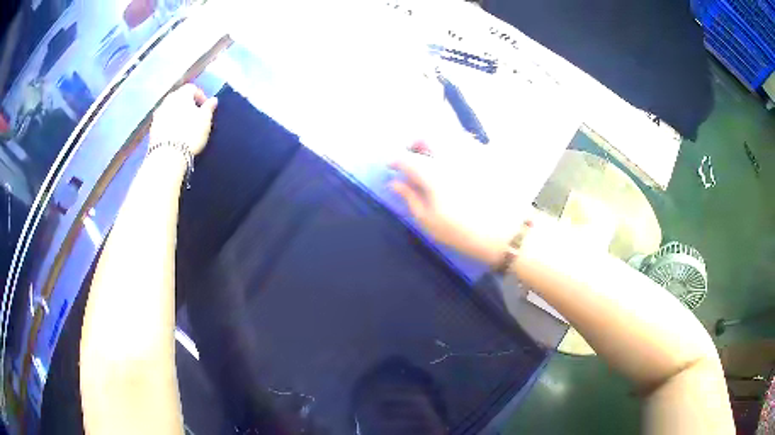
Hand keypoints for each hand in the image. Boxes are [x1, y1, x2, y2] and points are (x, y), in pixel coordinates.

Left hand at [150, 84, 217, 155]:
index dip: (201, 96)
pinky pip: (163, 121)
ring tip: (184, 127)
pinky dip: (169, 124)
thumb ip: (209, 107)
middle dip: (187, 105)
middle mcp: (168, 100)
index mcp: (181, 94)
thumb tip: (213, 99)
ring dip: (177, 115)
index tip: (206, 108)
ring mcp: (157, 114)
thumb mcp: (205, 120)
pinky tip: (175, 135)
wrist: (167, 157)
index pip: (192, 88)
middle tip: (195, 117)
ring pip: (170, 109)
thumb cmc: (190, 134)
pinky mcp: (152, 129)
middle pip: (179, 98)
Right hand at [390, 141, 527, 265]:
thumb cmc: (464, 232)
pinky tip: (459, 159)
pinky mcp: (490, 156)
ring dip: (437, 140)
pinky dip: (457, 144)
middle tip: (413, 155)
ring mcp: (473, 152)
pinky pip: (469, 141)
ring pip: (450, 134)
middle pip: (429, 135)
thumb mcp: (430, 221)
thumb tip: (395, 183)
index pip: (407, 158)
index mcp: (433, 172)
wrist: (509, 233)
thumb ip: (411, 198)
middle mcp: (451, 155)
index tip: (391, 166)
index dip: (396, 159)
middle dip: (416, 142)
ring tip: (435, 155)